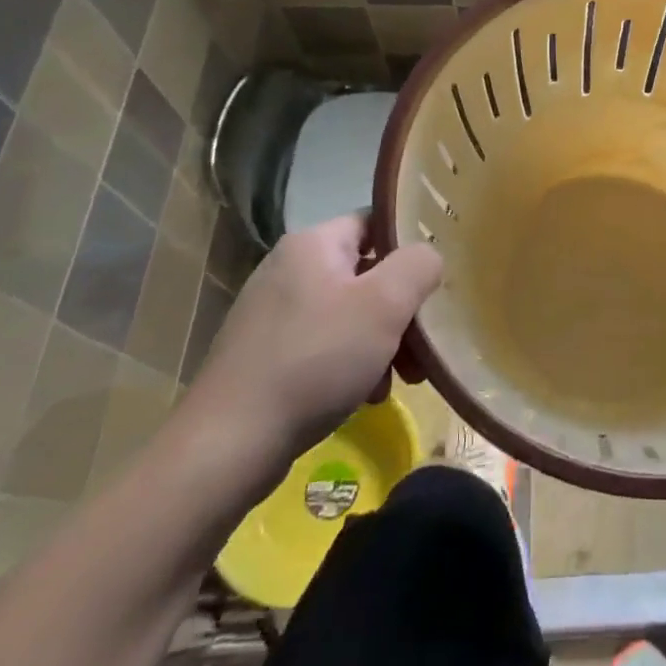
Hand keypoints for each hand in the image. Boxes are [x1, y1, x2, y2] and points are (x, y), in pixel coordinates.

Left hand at [182, 216, 441, 478]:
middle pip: (366, 275)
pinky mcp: (264, 354)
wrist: (229, 443)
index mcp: (312, 245)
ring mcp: (272, 314)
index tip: (435, 281)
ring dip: (381, 344)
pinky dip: (351, 365)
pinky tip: (364, 397)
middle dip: (401, 311)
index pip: (374, 223)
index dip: (409, 247)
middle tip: (424, 348)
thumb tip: (428, 257)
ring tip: (399, 383)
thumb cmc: (315, 360)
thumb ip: (418, 266)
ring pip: (348, 315)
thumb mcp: (384, 305)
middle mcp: (288, 270)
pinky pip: (324, 345)